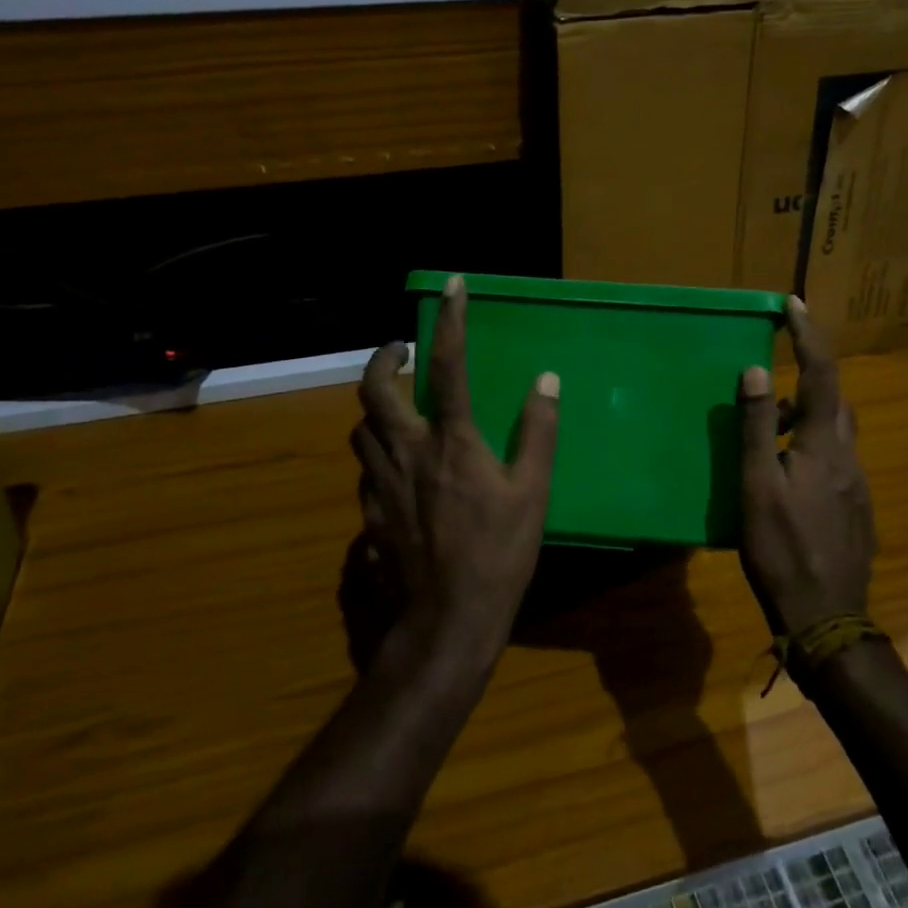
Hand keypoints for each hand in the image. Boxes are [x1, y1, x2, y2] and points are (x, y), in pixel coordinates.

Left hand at [352, 275, 559, 673]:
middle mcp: (407, 452)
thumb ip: (538, 432)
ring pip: (361, 428)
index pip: (448, 366)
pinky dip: (376, 453)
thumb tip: (546, 380)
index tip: (452, 285)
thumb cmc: (498, 555)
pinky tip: (395, 467)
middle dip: (382, 359)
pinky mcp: (369, 514)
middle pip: (374, 390)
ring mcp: (381, 484)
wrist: (446, 622)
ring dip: (376, 407)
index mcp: (452, 442)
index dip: (449, 320)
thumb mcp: (533, 493)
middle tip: (398, 350)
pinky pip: (365, 468)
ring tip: (397, 407)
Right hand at [736, 298, 877, 636]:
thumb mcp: (757, 487)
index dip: (809, 336)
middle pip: (834, 401)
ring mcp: (857, 487)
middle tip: (773, 375)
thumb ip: (755, 428)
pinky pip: (834, 462)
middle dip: (809, 376)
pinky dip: (810, 449)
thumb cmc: (782, 550)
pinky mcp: (855, 511)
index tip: (794, 303)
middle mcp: (849, 458)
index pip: (821, 375)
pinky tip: (785, 477)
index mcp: (824, 446)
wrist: (828, 619)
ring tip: (766, 432)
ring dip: (806, 417)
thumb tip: (757, 370)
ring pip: (834, 434)